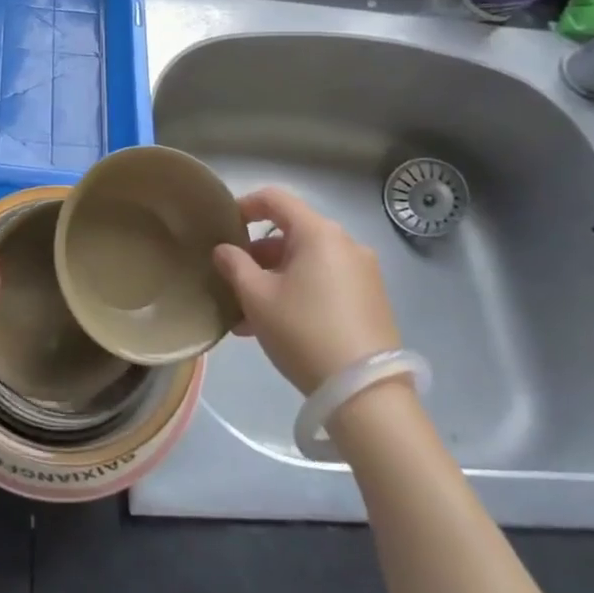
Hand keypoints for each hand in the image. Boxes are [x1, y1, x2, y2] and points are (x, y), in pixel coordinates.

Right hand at [211, 187, 400, 393]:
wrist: (366, 394)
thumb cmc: (304, 332)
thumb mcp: (257, 298)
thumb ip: (234, 265)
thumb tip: (224, 250)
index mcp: (319, 233)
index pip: (275, 198)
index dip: (244, 205)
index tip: (223, 226)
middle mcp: (345, 243)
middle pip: (291, 233)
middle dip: (257, 253)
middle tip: (232, 278)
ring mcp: (362, 272)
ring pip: (306, 262)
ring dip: (275, 277)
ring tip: (247, 313)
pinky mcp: (370, 300)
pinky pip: (324, 282)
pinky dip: (298, 291)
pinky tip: (276, 325)